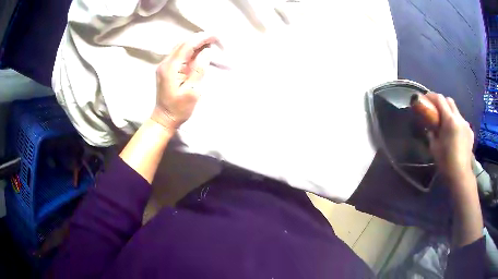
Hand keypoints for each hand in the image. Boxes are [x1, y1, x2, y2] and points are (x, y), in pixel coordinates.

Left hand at [151, 33, 217, 129]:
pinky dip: (189, 50)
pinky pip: (178, 54)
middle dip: (198, 38)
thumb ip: (199, 69)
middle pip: (182, 43)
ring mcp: (164, 65)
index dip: (201, 38)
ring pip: (179, 47)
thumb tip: (207, 51)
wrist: (164, 118)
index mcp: (171, 68)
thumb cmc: (179, 108)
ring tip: (208, 43)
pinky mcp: (165, 69)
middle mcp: (165, 63)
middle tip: (214, 38)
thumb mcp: (193, 91)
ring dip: (194, 43)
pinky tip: (198, 51)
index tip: (214, 35)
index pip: (187, 46)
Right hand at [425, 93, 474, 183]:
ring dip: (450, 113)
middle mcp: (459, 118)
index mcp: (450, 120)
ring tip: (446, 125)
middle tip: (436, 110)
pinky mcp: (470, 132)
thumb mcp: (434, 146)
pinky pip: (462, 122)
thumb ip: (432, 132)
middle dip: (442, 102)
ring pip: (456, 111)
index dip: (432, 96)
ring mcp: (466, 124)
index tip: (426, 99)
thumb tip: (431, 127)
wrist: (460, 174)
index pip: (440, 99)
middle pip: (449, 101)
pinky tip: (455, 134)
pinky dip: (457, 123)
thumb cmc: (445, 161)